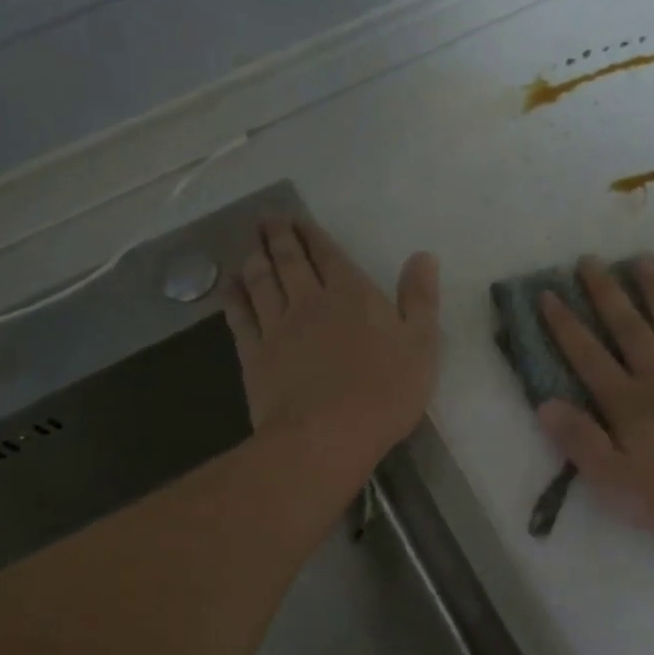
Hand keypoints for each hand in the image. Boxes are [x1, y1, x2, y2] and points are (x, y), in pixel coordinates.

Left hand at [224, 217, 440, 468]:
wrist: (327, 436)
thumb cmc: (383, 393)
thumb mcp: (421, 345)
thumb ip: (419, 299)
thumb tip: (423, 256)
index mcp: (350, 295)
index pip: (328, 255)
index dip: (312, 234)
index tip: (297, 218)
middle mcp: (309, 302)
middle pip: (289, 261)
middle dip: (278, 236)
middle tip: (266, 219)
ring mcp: (277, 328)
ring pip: (261, 282)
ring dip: (254, 257)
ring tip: (248, 241)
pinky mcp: (255, 356)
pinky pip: (240, 317)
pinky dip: (233, 297)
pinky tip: (230, 285)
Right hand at [536, 256, 653, 555]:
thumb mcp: (618, 485)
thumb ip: (581, 442)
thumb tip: (545, 403)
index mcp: (629, 404)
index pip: (588, 357)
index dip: (565, 325)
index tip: (548, 294)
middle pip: (628, 328)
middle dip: (605, 293)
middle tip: (588, 260)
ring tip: (640, 258)